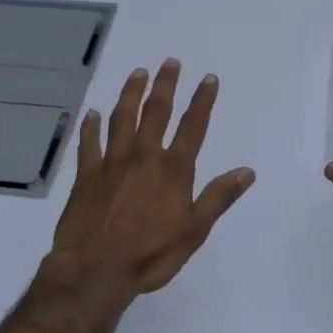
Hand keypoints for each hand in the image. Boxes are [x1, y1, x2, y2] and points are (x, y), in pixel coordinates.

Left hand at [47, 59, 255, 303]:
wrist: (95, 270)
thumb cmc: (151, 254)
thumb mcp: (195, 230)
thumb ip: (219, 197)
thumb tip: (247, 171)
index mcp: (173, 169)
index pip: (192, 126)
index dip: (202, 101)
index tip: (208, 78)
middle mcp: (143, 156)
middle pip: (156, 112)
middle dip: (165, 85)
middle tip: (170, 62)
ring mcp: (112, 163)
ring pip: (122, 118)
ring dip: (130, 94)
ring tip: (137, 73)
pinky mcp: (86, 175)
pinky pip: (89, 143)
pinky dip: (91, 126)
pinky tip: (92, 114)